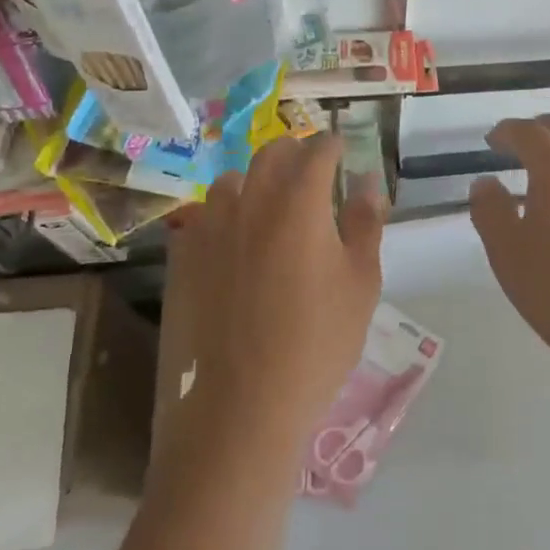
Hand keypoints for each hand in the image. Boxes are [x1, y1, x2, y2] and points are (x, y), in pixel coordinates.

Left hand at [170, 133, 383, 451]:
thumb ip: (365, 222)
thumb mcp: (361, 283)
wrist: (240, 404)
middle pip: (270, 154)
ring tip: (269, 207)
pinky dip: (224, 217)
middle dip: (295, 154)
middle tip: (311, 172)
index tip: (341, 151)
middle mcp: (250, 201)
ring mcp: (209, 228)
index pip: (317, 151)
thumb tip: (367, 181)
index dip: (333, 145)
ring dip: (255, 182)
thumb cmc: (317, 343)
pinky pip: (203, 218)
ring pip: (231, 182)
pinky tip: (233, 244)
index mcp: (299, 202)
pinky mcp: (182, 258)